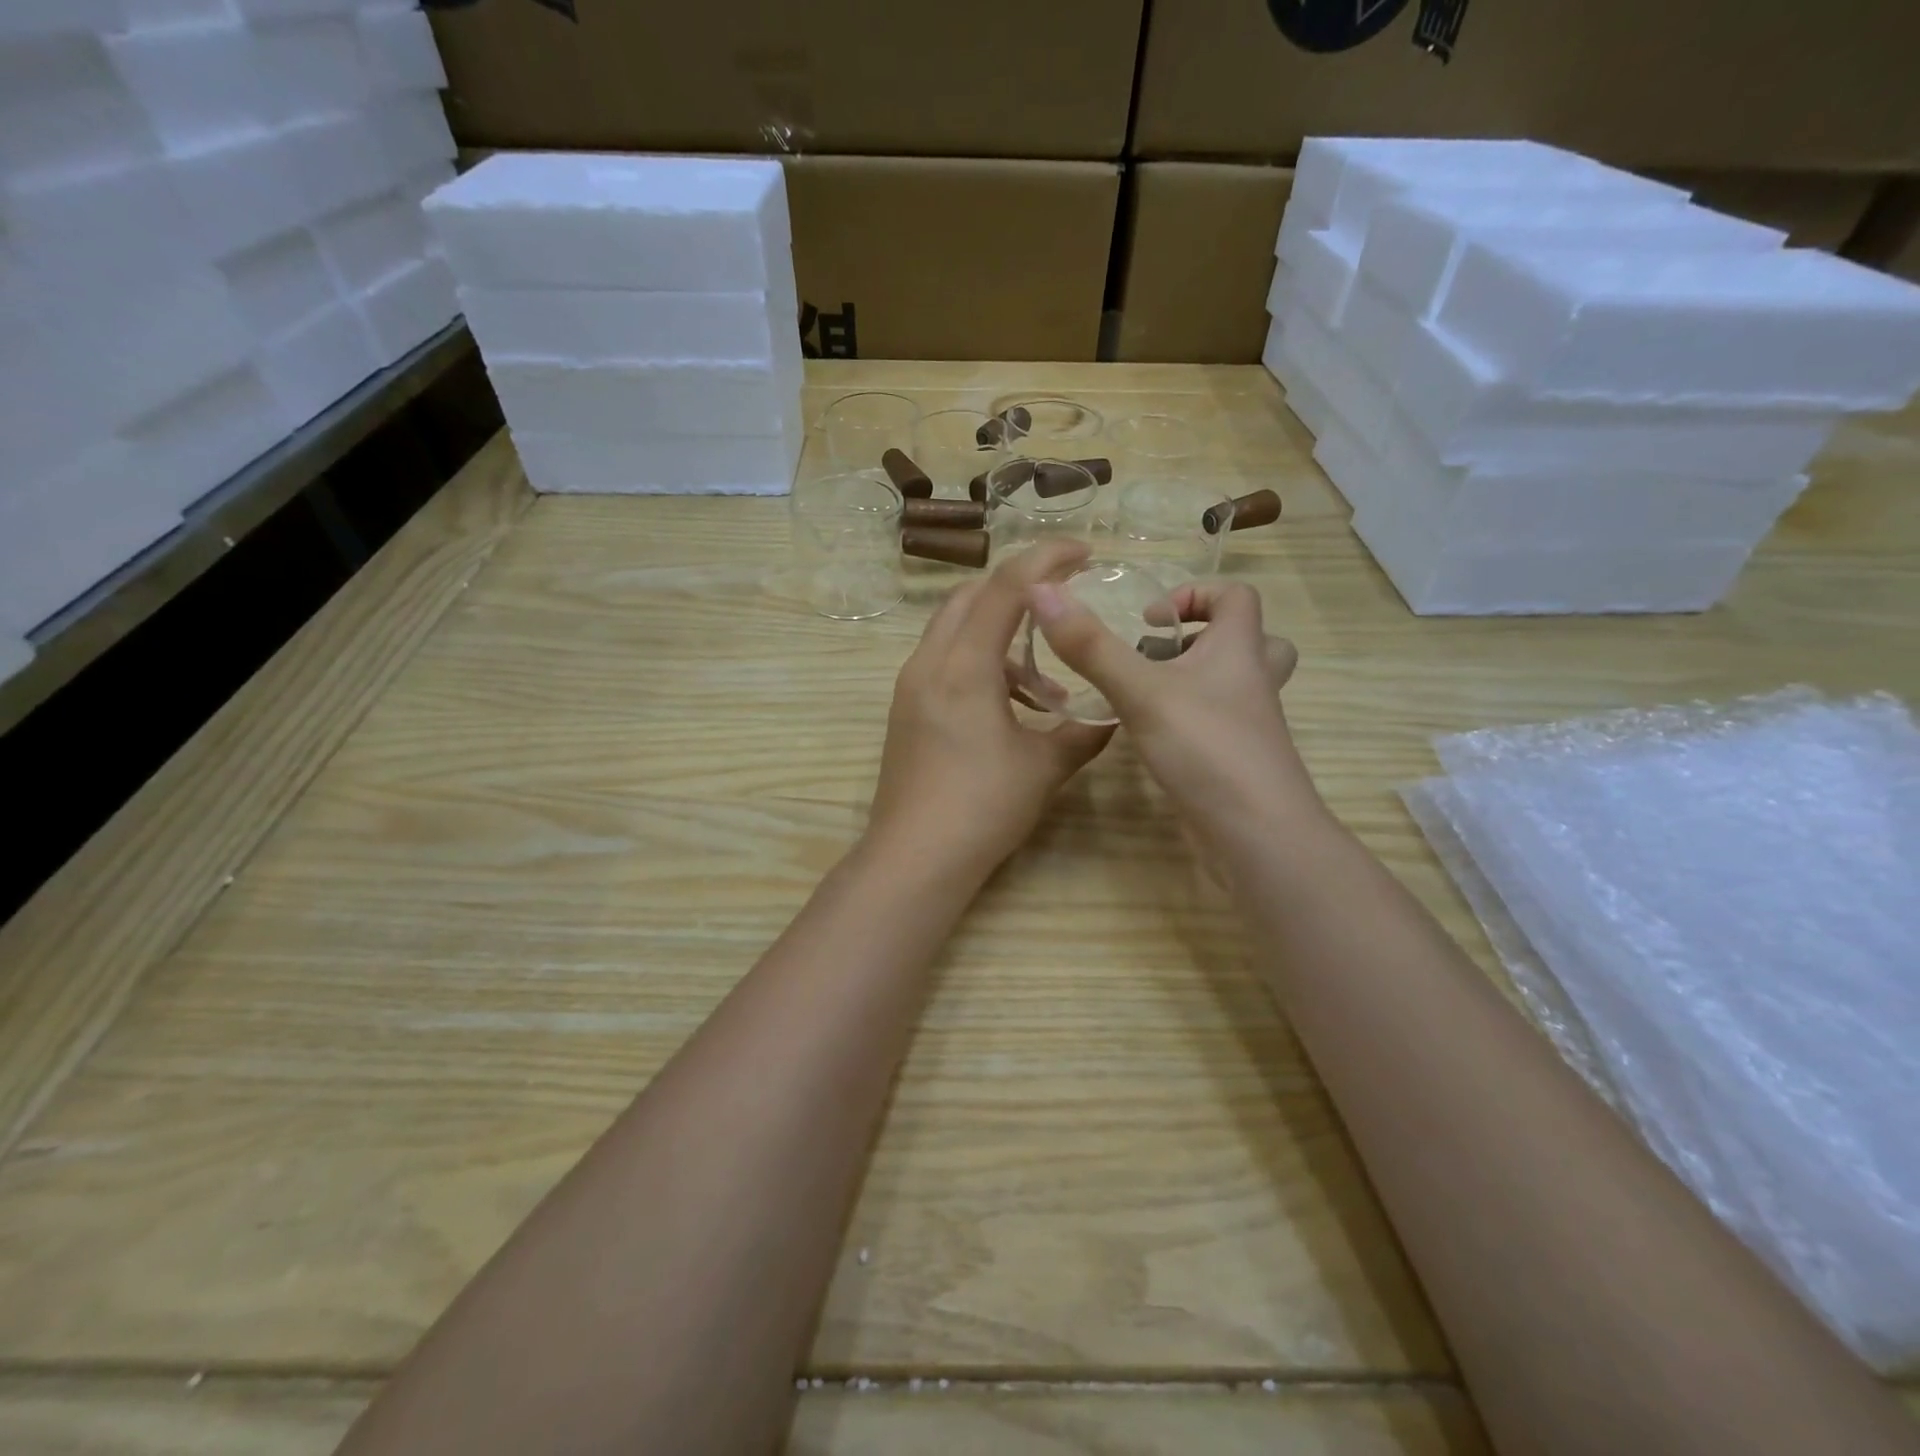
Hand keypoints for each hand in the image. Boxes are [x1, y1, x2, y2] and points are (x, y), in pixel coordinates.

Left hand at [866, 541, 1113, 876]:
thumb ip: (1082, 733)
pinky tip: (1013, 709)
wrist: (914, 858)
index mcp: (964, 666)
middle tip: (1062, 604)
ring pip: (956, 631)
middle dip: (1019, 590)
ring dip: (1003, 640)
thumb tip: (1113, 719)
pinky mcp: (907, 709)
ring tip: (1048, 690)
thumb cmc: (982, 807)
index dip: (1047, 559)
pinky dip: (983, 665)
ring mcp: (911, 686)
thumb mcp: (1043, 767)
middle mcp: (930, 663)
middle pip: (971, 596)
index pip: (1006, 588)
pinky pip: (946, 663)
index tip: (1084, 552)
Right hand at [1027, 576, 1310, 837]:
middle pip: (1248, 641)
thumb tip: (1042, 590)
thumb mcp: (1141, 691)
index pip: (1238, 597)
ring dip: (1194, 679)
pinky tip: (1151, 736)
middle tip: (1157, 654)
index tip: (1149, 619)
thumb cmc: (1206, 749)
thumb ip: (1091, 646)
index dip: (1196, 594)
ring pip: (1232, 686)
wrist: (1256, 835)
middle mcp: (1251, 682)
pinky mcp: (1235, 760)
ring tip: (1144, 692)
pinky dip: (1188, 720)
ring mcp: (1248, 725)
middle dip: (1203, 638)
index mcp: (1240, 650)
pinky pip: (1217, 724)